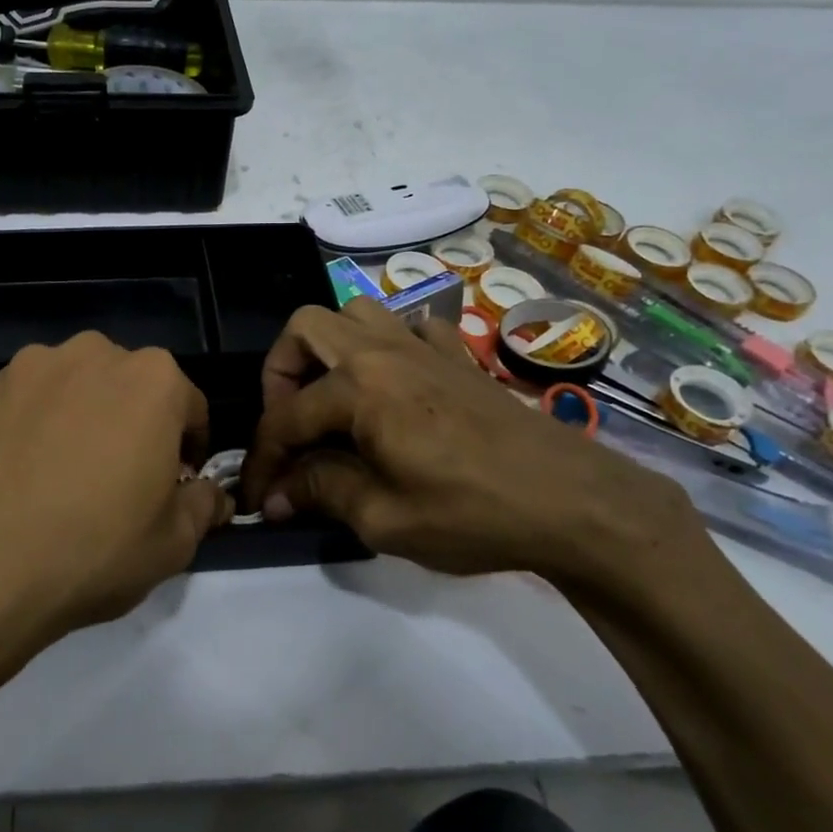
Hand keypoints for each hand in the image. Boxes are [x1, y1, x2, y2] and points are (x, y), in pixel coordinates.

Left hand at [0, 332, 230, 666]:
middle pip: (125, 386)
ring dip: (72, 416)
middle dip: (128, 422)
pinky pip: (13, 404)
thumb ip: (202, 507)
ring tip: (54, 474)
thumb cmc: (95, 549)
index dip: (188, 447)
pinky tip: (9, 474)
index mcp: (152, 379)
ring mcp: (26, 367)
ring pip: (65, 387)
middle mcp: (91, 354)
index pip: (189, 406)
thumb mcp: (174, 544)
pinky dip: (19, 427)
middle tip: (114, 479)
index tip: (175, 483)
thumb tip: (211, 495)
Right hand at [238, 299, 703, 585]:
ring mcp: (425, 347)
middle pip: (306, 328)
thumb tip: (277, 495)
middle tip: (290, 423)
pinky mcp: (459, 357)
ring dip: (331, 348)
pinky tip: (397, 386)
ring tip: (334, 398)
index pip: (286, 417)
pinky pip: (412, 328)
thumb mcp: (384, 518)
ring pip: (356, 313)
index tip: (257, 498)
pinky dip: (390, 347)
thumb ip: (321, 493)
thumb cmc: (473, 513)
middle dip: (281, 373)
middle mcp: (383, 351)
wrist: (575, 503)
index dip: (263, 459)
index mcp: (359, 387)